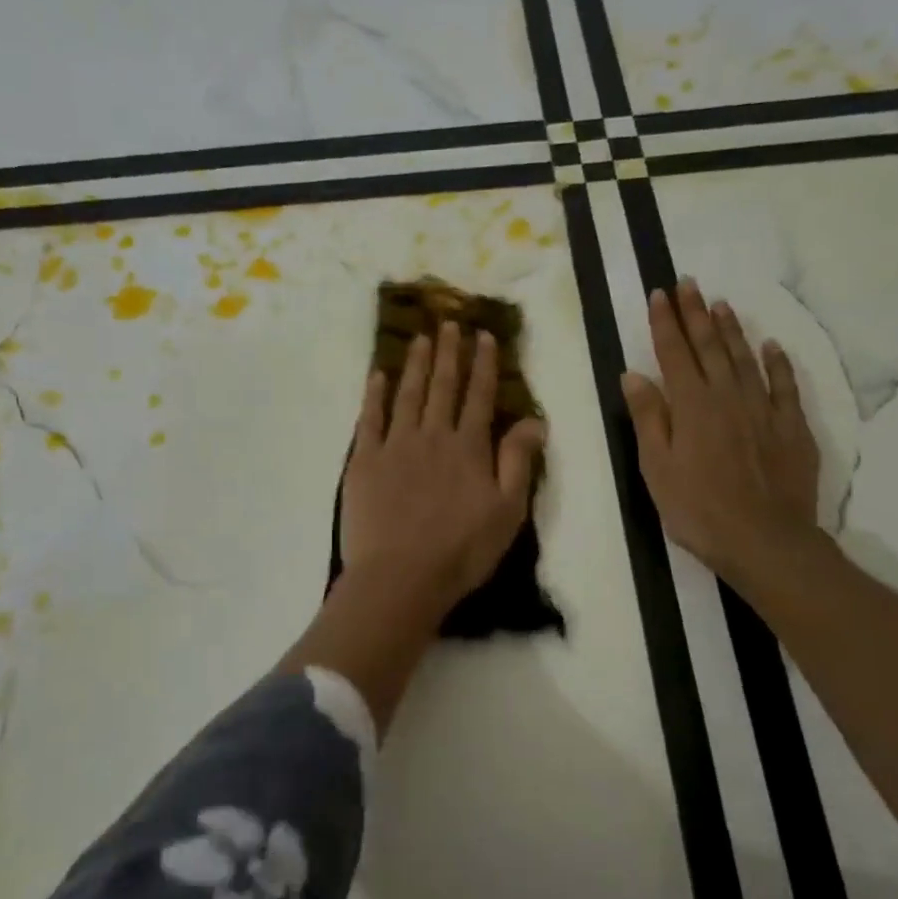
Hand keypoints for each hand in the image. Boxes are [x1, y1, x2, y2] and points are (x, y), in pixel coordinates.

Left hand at [341, 321, 547, 621]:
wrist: (400, 576)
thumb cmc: (461, 551)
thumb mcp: (507, 512)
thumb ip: (518, 462)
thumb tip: (534, 420)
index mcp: (469, 448)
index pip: (480, 397)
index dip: (483, 365)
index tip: (483, 336)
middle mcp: (433, 436)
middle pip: (442, 387)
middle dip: (448, 353)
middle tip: (449, 322)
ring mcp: (395, 446)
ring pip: (407, 395)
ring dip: (415, 364)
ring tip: (419, 337)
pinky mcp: (364, 461)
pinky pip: (369, 419)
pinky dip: (374, 395)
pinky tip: (378, 375)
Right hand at [621, 279, 823, 587]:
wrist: (764, 539)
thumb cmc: (697, 508)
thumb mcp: (656, 467)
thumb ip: (648, 417)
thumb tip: (633, 374)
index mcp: (691, 406)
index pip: (674, 353)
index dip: (665, 322)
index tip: (659, 294)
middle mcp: (727, 397)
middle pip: (710, 347)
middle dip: (696, 313)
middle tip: (689, 283)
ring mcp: (763, 409)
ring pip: (746, 358)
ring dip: (732, 329)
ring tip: (721, 304)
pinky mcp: (791, 427)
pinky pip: (785, 385)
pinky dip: (777, 363)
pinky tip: (771, 346)